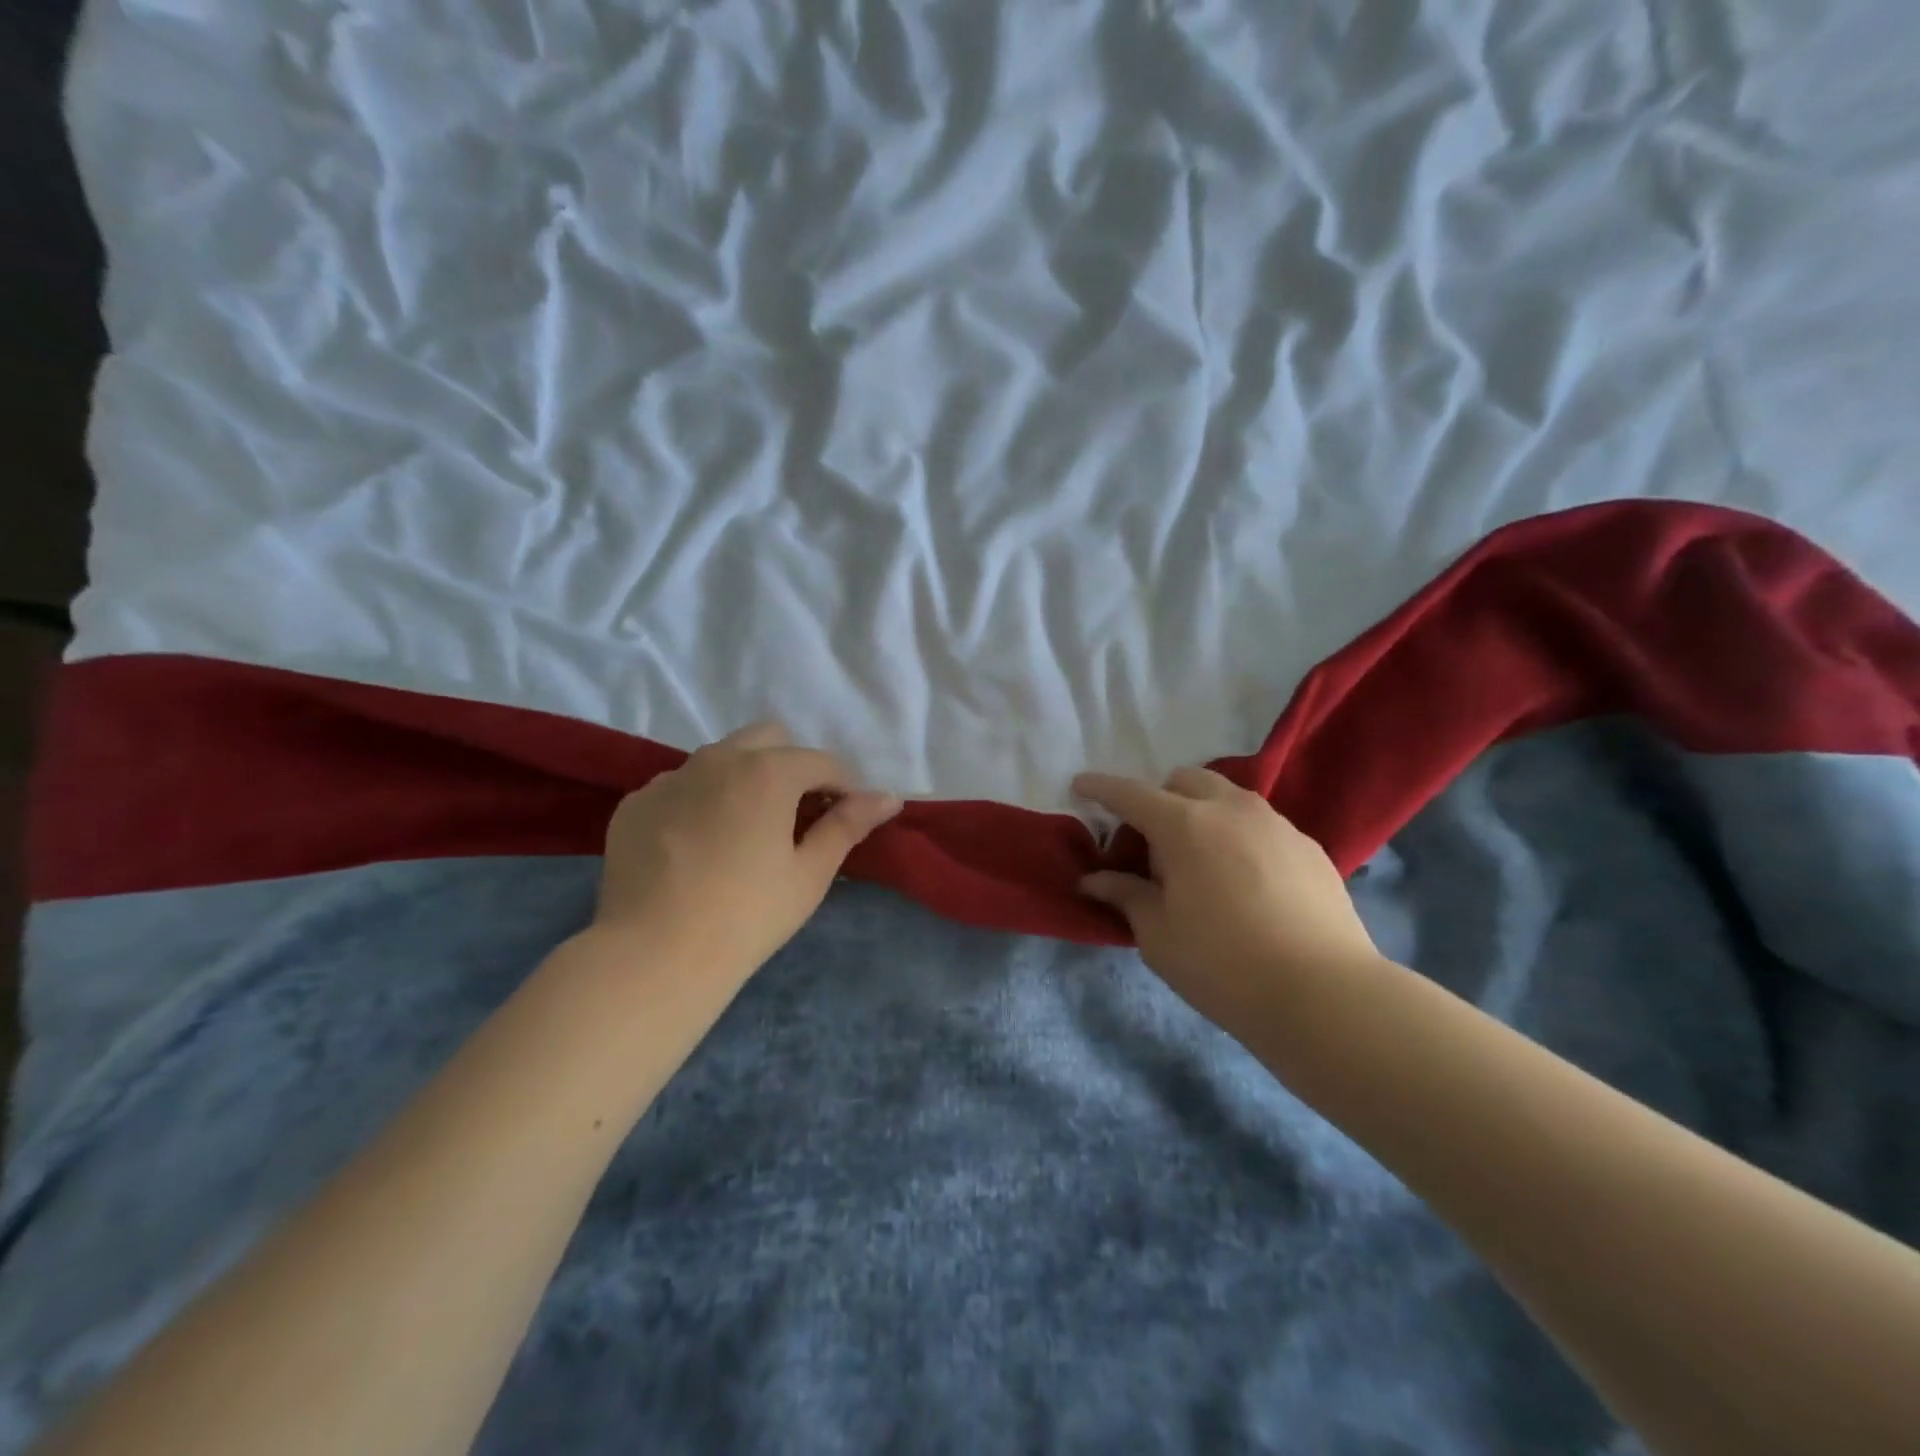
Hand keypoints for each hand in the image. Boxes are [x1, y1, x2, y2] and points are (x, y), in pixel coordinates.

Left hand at [594, 722, 900, 977]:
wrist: (653, 955)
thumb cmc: (747, 915)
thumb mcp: (810, 873)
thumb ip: (848, 825)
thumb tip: (888, 797)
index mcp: (768, 771)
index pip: (823, 762)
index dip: (843, 788)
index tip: (845, 820)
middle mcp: (717, 759)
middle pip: (770, 738)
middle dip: (792, 765)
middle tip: (796, 816)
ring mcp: (670, 778)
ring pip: (721, 757)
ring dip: (745, 778)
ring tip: (745, 830)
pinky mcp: (637, 803)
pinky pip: (681, 786)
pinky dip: (701, 801)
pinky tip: (697, 847)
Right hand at [1073, 767, 1381, 1031]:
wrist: (1324, 994)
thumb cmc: (1222, 964)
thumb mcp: (1158, 935)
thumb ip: (1125, 895)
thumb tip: (1094, 879)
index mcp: (1184, 825)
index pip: (1131, 794)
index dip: (1100, 788)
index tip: (1080, 785)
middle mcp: (1230, 809)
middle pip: (1184, 780)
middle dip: (1159, 798)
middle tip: (1150, 843)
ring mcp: (1275, 824)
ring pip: (1227, 796)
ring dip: (1201, 812)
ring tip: (1199, 860)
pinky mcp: (1308, 846)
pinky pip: (1260, 824)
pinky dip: (1237, 835)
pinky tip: (1243, 880)